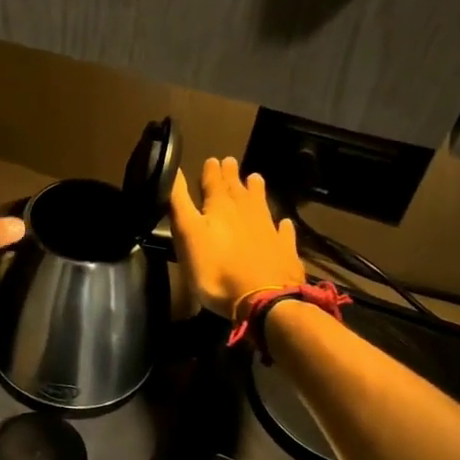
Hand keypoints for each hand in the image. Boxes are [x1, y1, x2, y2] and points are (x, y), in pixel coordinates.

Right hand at [168, 157, 306, 318]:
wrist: (264, 300)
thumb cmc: (216, 269)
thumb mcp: (187, 234)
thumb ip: (179, 202)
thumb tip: (174, 169)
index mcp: (220, 207)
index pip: (213, 182)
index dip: (211, 171)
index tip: (212, 159)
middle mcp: (246, 212)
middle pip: (237, 189)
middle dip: (231, 175)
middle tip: (230, 162)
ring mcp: (269, 231)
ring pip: (261, 204)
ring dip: (257, 191)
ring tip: (256, 178)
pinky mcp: (285, 251)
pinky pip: (283, 233)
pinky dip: (282, 226)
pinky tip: (284, 224)